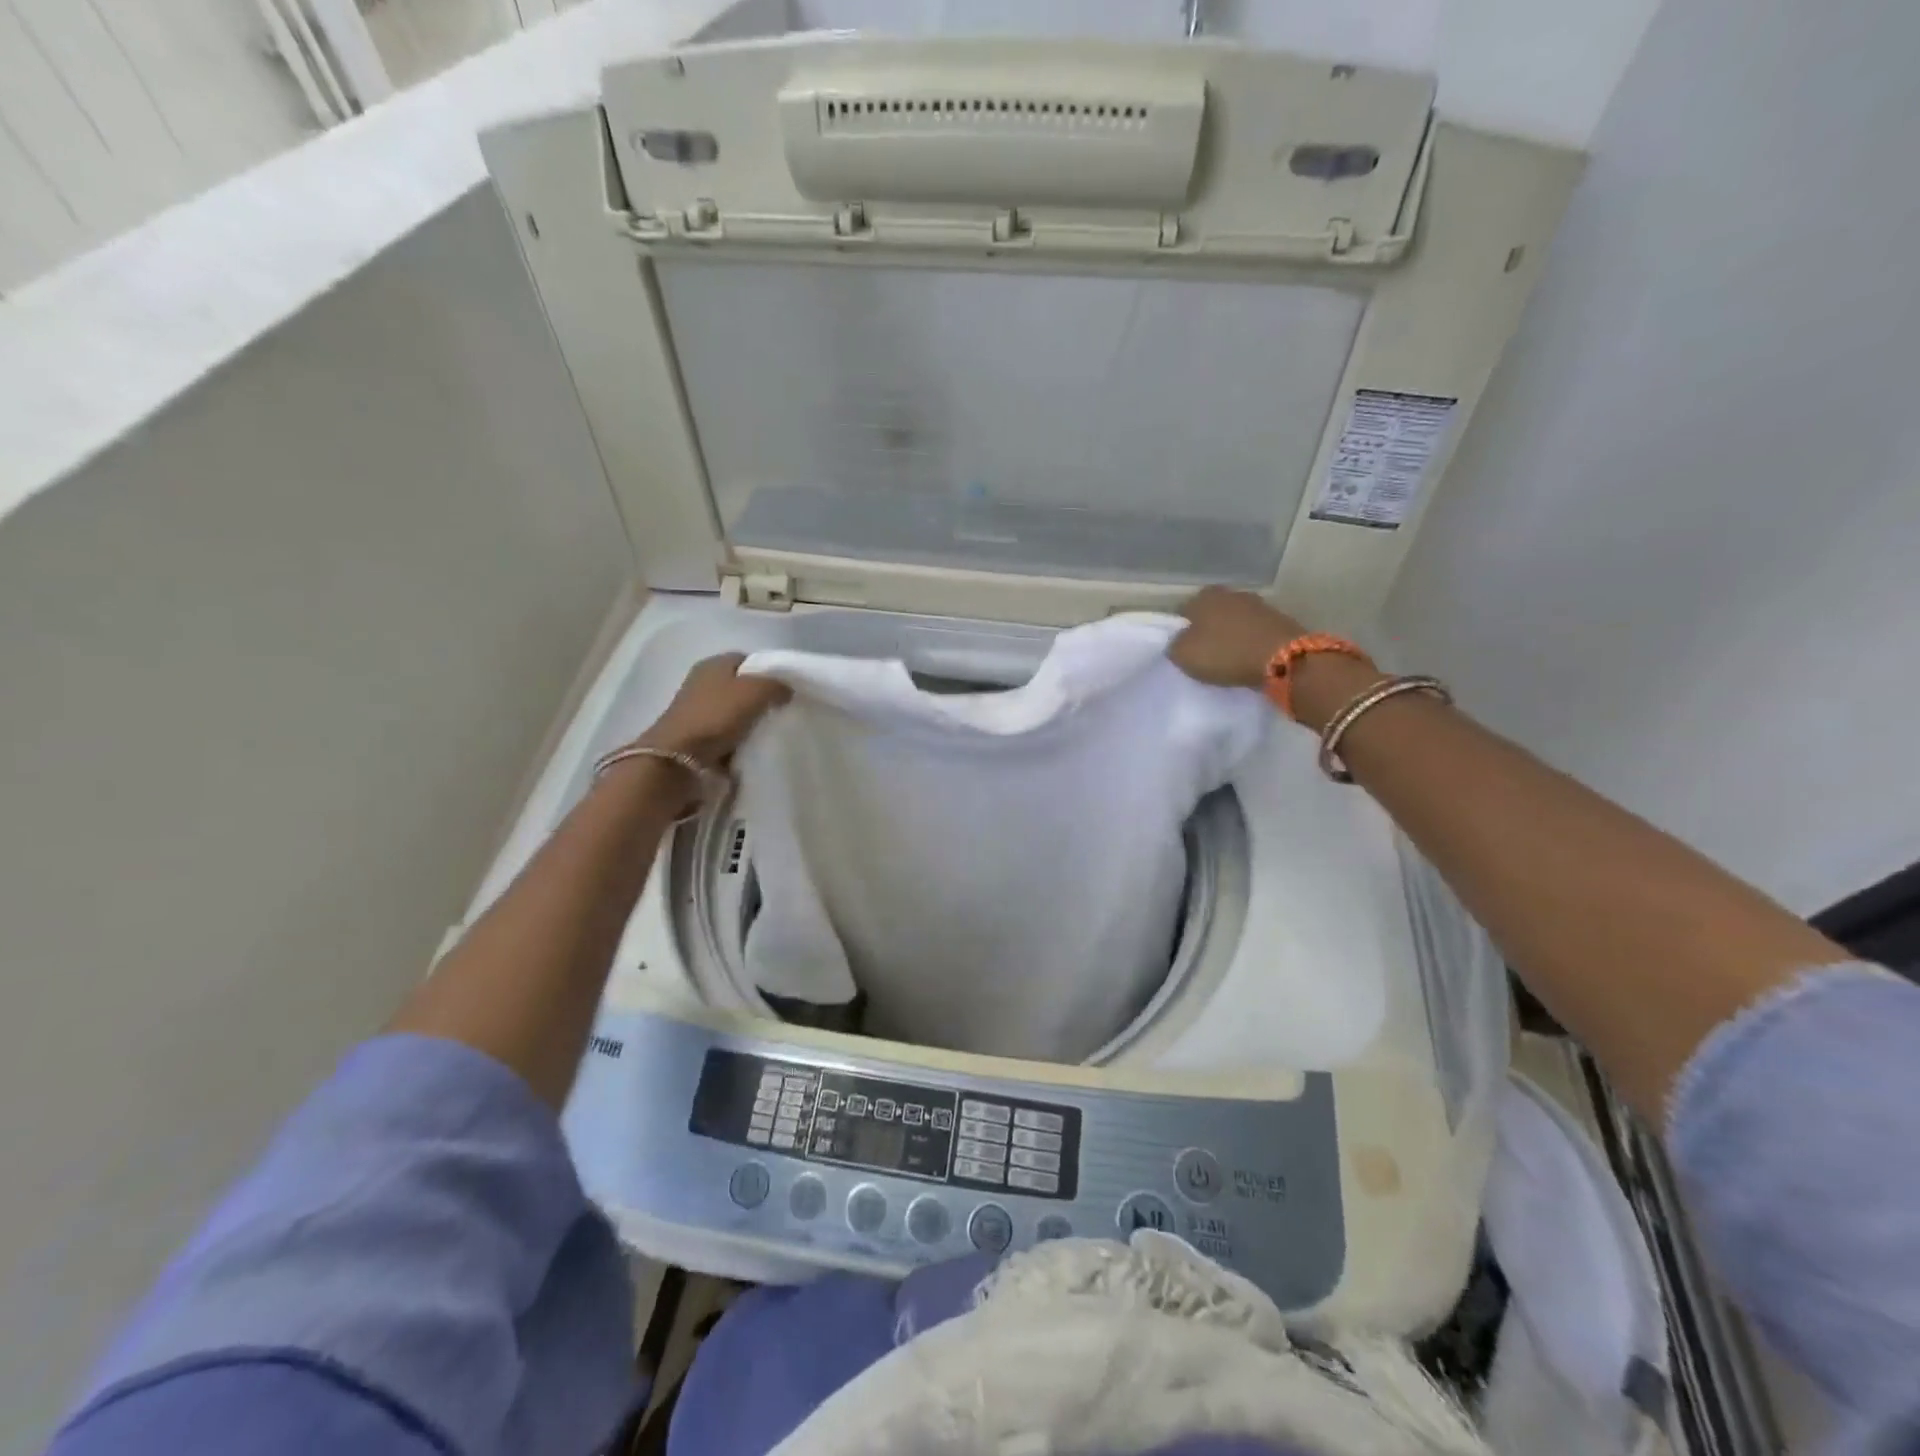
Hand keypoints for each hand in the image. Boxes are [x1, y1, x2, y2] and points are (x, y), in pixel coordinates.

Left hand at [636, 653, 789, 767]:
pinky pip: (725, 731)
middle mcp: (702, 681)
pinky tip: (750, 746)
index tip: (786, 689)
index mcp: (713, 663)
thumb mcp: (755, 691)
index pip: (748, 659)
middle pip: (740, 685)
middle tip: (781, 710)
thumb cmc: (717, 716)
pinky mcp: (695, 734)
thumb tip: (787, 690)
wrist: (679, 758)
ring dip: (749, 719)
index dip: (768, 671)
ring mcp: (696, 709)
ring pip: (733, 709)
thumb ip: (776, 685)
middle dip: (760, 697)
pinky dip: (737, 738)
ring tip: (769, 731)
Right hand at [1169, 587, 1305, 689]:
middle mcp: (1230, 593)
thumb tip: (1179, 642)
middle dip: (1207, 629)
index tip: (1183, 649)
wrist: (1282, 658)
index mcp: (1203, 597)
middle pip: (1211, 613)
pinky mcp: (1278, 618)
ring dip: (1230, 634)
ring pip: (1234, 620)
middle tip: (1204, 653)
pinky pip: (1254, 630)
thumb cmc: (1225, 653)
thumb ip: (1174, 646)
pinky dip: (1249, 640)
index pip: (1183, 611)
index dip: (1180, 630)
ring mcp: (1257, 604)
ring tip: (1228, 657)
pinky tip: (1248, 656)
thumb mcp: (1184, 655)